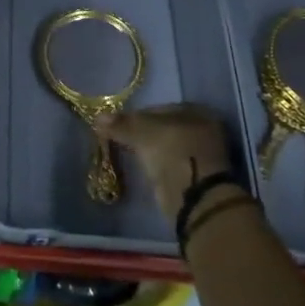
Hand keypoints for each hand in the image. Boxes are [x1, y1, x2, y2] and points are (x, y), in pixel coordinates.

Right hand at [98, 105, 234, 220]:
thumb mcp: (142, 131)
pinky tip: (143, 166)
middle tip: (121, 137)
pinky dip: (158, 164)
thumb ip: (121, 124)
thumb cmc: (172, 151)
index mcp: (198, 112)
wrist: (193, 196)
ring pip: (168, 146)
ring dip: (151, 149)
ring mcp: (203, 155)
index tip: (119, 123)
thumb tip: (98, 117)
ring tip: (128, 153)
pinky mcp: (197, 176)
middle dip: (144, 132)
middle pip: (165, 128)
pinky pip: (171, 163)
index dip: (137, 114)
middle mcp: (205, 130)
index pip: (160, 109)